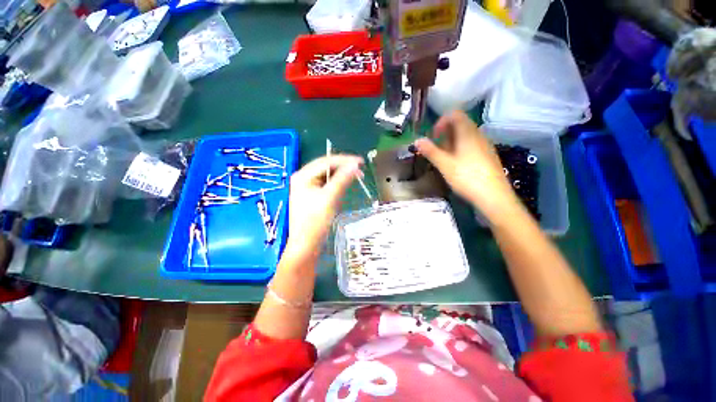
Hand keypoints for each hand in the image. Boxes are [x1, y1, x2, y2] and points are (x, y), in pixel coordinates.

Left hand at [285, 155, 363, 261]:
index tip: (361, 161)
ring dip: (341, 175)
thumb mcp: (330, 198)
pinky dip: (337, 183)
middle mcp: (303, 178)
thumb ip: (342, 179)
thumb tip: (355, 165)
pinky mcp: (312, 196)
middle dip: (343, 167)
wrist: (306, 245)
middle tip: (360, 169)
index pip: (326, 161)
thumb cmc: (315, 222)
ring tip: (356, 175)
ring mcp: (307, 187)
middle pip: (325, 167)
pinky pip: (326, 184)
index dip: (344, 160)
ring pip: (327, 175)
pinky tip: (345, 184)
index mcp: (303, 176)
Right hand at [414, 111, 520, 220]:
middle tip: (436, 149)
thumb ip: (430, 151)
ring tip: (444, 158)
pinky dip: (460, 149)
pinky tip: (456, 164)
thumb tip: (417, 140)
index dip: (441, 122)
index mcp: (467, 133)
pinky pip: (472, 145)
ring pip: (466, 136)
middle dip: (444, 134)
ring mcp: (485, 145)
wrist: (493, 196)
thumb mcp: (444, 165)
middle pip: (460, 125)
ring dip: (451, 142)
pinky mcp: (488, 156)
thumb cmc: (466, 178)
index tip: (433, 137)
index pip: (455, 115)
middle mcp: (478, 135)